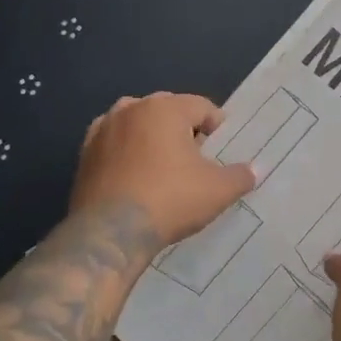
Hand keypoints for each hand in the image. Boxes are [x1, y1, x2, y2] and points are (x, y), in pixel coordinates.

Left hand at [69, 93, 254, 248]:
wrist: (110, 233)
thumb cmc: (170, 200)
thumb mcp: (217, 190)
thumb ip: (240, 176)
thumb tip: (256, 170)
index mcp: (166, 108)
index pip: (202, 107)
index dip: (217, 129)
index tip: (222, 153)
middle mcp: (131, 108)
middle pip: (168, 111)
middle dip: (184, 131)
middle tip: (195, 162)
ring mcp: (103, 129)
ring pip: (138, 124)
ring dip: (152, 138)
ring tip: (164, 168)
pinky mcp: (84, 153)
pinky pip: (114, 144)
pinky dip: (127, 153)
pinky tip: (135, 177)